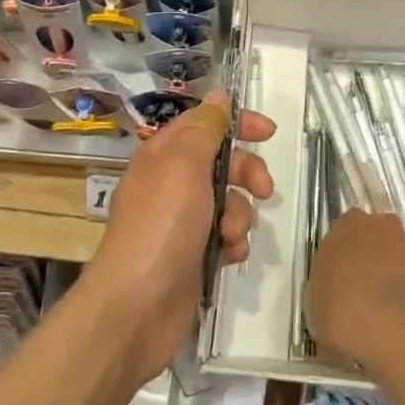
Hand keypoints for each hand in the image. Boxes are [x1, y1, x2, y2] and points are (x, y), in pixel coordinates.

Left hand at [79, 91, 275, 384]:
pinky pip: (225, 237)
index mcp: (163, 154)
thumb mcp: (184, 164)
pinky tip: (229, 256)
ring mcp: (181, 222)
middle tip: (263, 189)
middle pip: (222, 162)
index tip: (268, 133)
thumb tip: (219, 96)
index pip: (205, 123)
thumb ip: (205, 128)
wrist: (135, 309)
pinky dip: (232, 243)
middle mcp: (171, 183)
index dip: (237, 123)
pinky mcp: (192, 256)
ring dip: (240, 214)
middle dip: (246, 173)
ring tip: (231, 235)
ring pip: (229, 201)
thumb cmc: (161, 225)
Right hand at [304, 210, 404, 370]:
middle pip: (379, 237)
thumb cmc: (342, 309)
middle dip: (375, 258)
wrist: (392, 330)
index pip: (346, 230)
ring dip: (398, 275)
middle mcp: (384, 225)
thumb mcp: (316, 300)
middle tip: (365, 292)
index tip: (341, 279)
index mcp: (350, 224)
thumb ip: (326, 288)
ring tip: (388, 311)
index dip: (345, 254)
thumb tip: (333, 298)